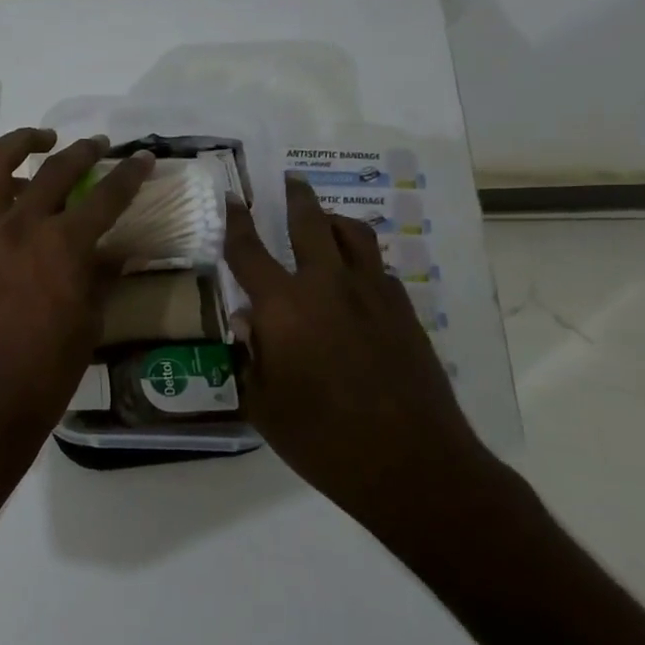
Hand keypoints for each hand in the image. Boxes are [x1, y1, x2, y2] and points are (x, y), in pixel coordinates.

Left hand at [0, 128, 152, 482]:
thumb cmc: (45, 372)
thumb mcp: (89, 323)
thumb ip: (103, 276)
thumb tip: (119, 249)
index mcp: (64, 247)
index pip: (106, 196)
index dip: (129, 175)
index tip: (142, 159)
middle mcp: (21, 226)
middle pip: (55, 169)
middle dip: (84, 151)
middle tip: (99, 146)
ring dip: (22, 143)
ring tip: (42, 140)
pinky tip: (0, 189)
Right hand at [224, 176, 488, 526]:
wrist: (413, 465)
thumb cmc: (321, 438)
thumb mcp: (263, 403)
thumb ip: (251, 355)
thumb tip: (248, 322)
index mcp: (284, 307)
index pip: (249, 251)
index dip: (236, 221)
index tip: (231, 198)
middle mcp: (328, 287)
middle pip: (311, 224)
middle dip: (296, 198)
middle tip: (290, 180)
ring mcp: (374, 296)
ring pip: (355, 236)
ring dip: (334, 221)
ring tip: (324, 220)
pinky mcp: (405, 314)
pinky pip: (378, 270)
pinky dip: (360, 262)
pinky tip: (354, 281)